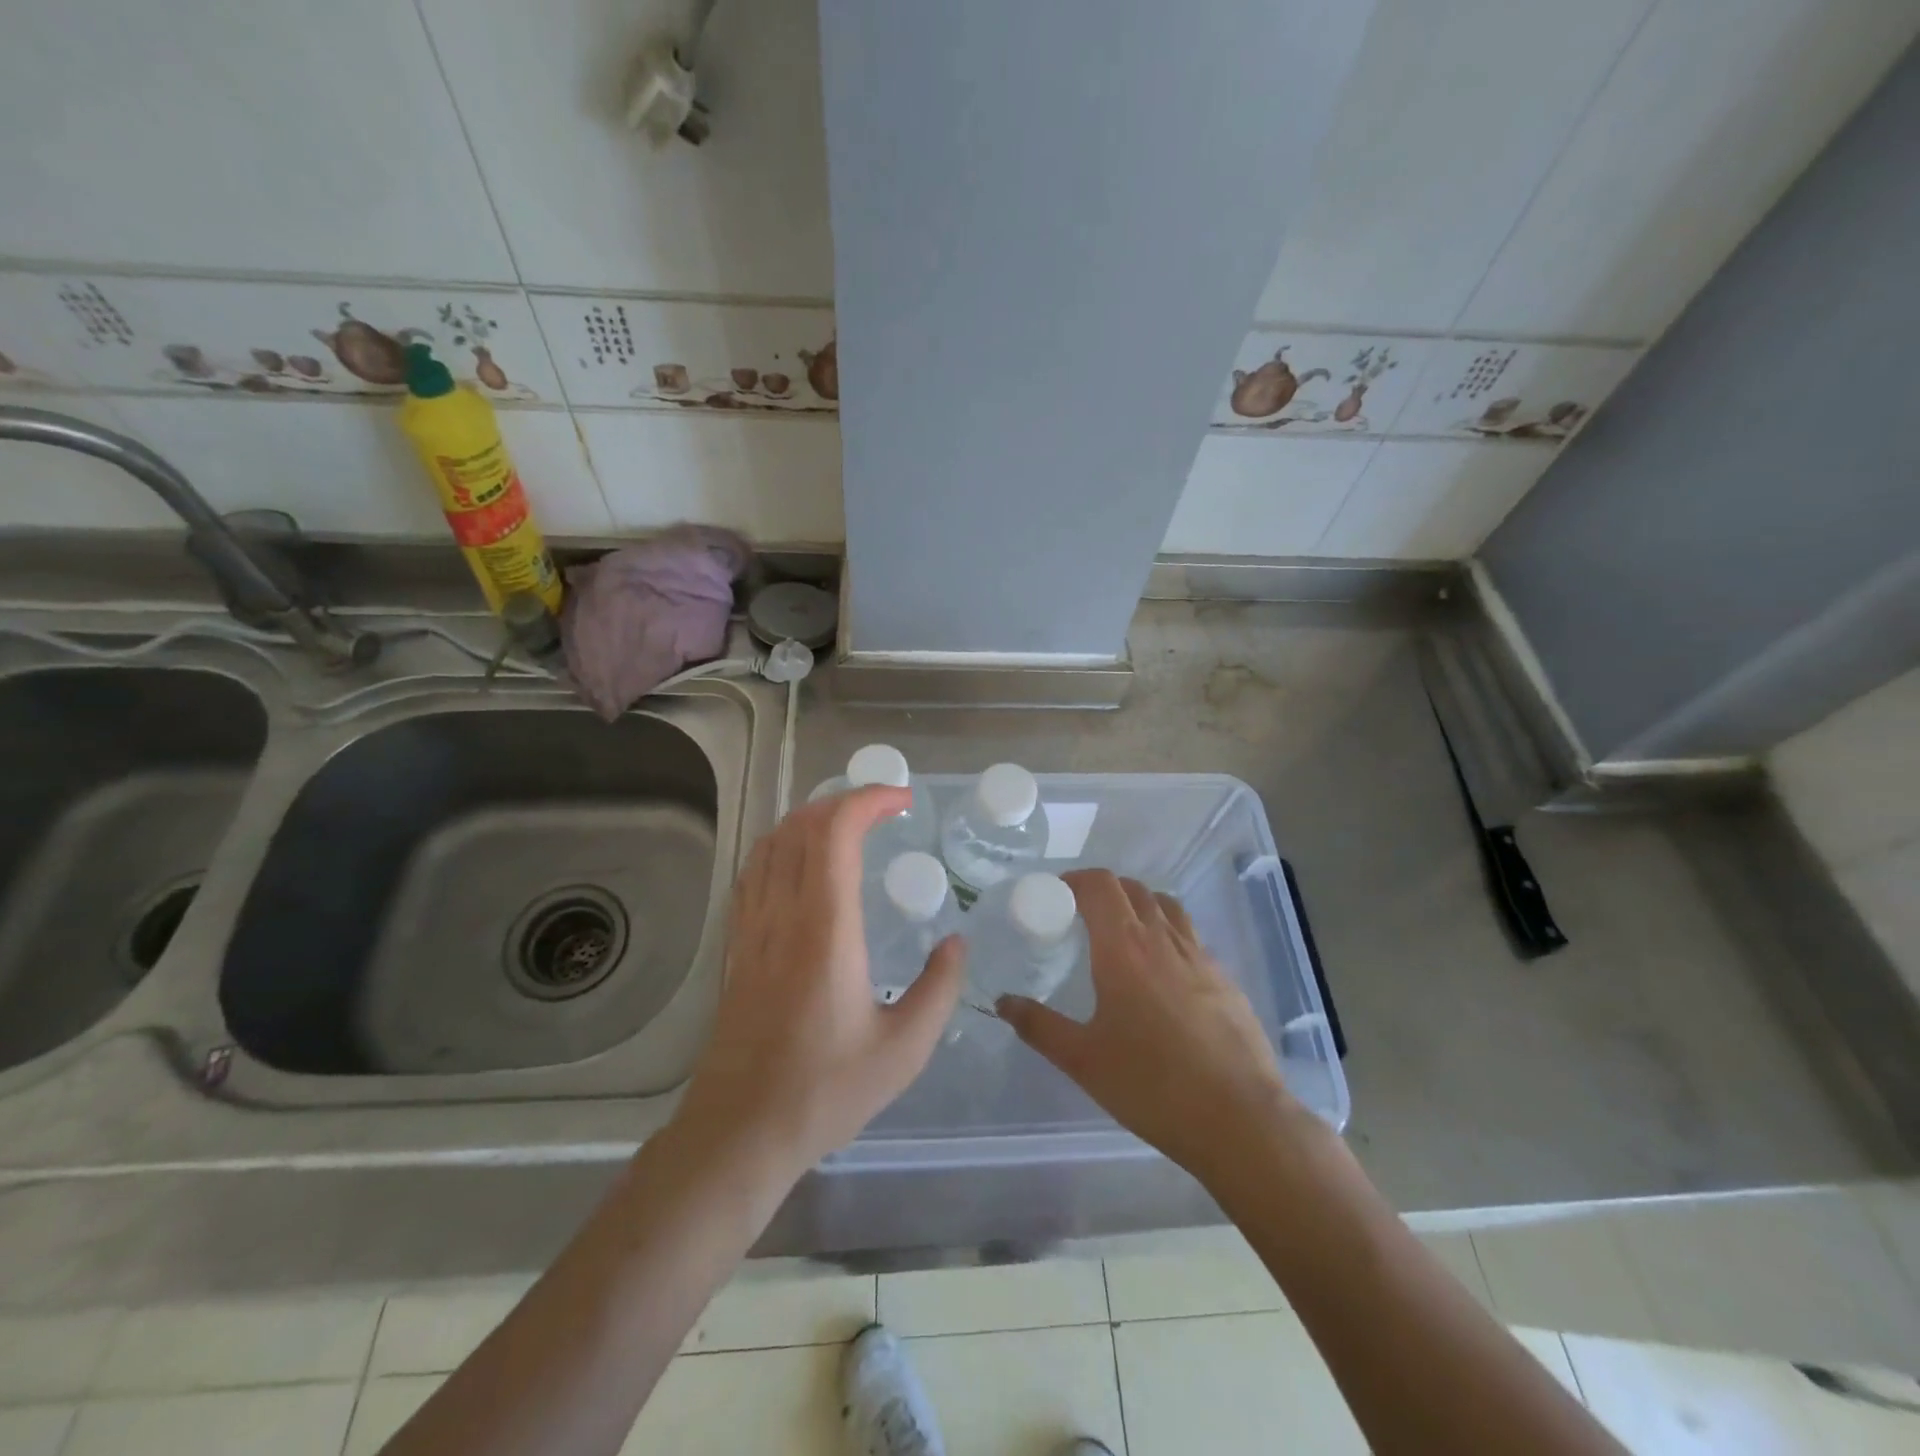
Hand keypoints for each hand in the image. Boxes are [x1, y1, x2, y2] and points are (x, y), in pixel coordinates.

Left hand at [676, 786, 965, 1178]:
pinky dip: (784, 845)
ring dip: (812, 818)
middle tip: (884, 809)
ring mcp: (752, 927)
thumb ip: (939, 988)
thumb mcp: (904, 1049)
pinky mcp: (737, 945)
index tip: (903, 800)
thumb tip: (956, 943)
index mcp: (825, 928)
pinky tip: (803, 864)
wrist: (740, 1129)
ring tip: (849, 826)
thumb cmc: (825, 1090)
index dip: (869, 800)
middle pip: (802, 825)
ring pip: (773, 842)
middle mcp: (783, 913)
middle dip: (845, 800)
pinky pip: (755, 871)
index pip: (836, 832)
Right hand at [997, 870, 1301, 1186]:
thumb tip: (1003, 1002)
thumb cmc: (1151, 1085)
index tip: (1056, 894)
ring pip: (1167, 907)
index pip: (1100, 885)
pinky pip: (1190, 937)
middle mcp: (1163, 939)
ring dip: (1140, 905)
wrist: (1239, 1119)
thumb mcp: (1083, 1060)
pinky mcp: (1226, 979)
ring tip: (1122, 934)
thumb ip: (1039, 1025)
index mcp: (1124, 948)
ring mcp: (1200, 957)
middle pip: (1133, 889)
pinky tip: (1162, 974)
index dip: (1075, 879)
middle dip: (1104, 889)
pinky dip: (1168, 935)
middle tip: (1082, 915)